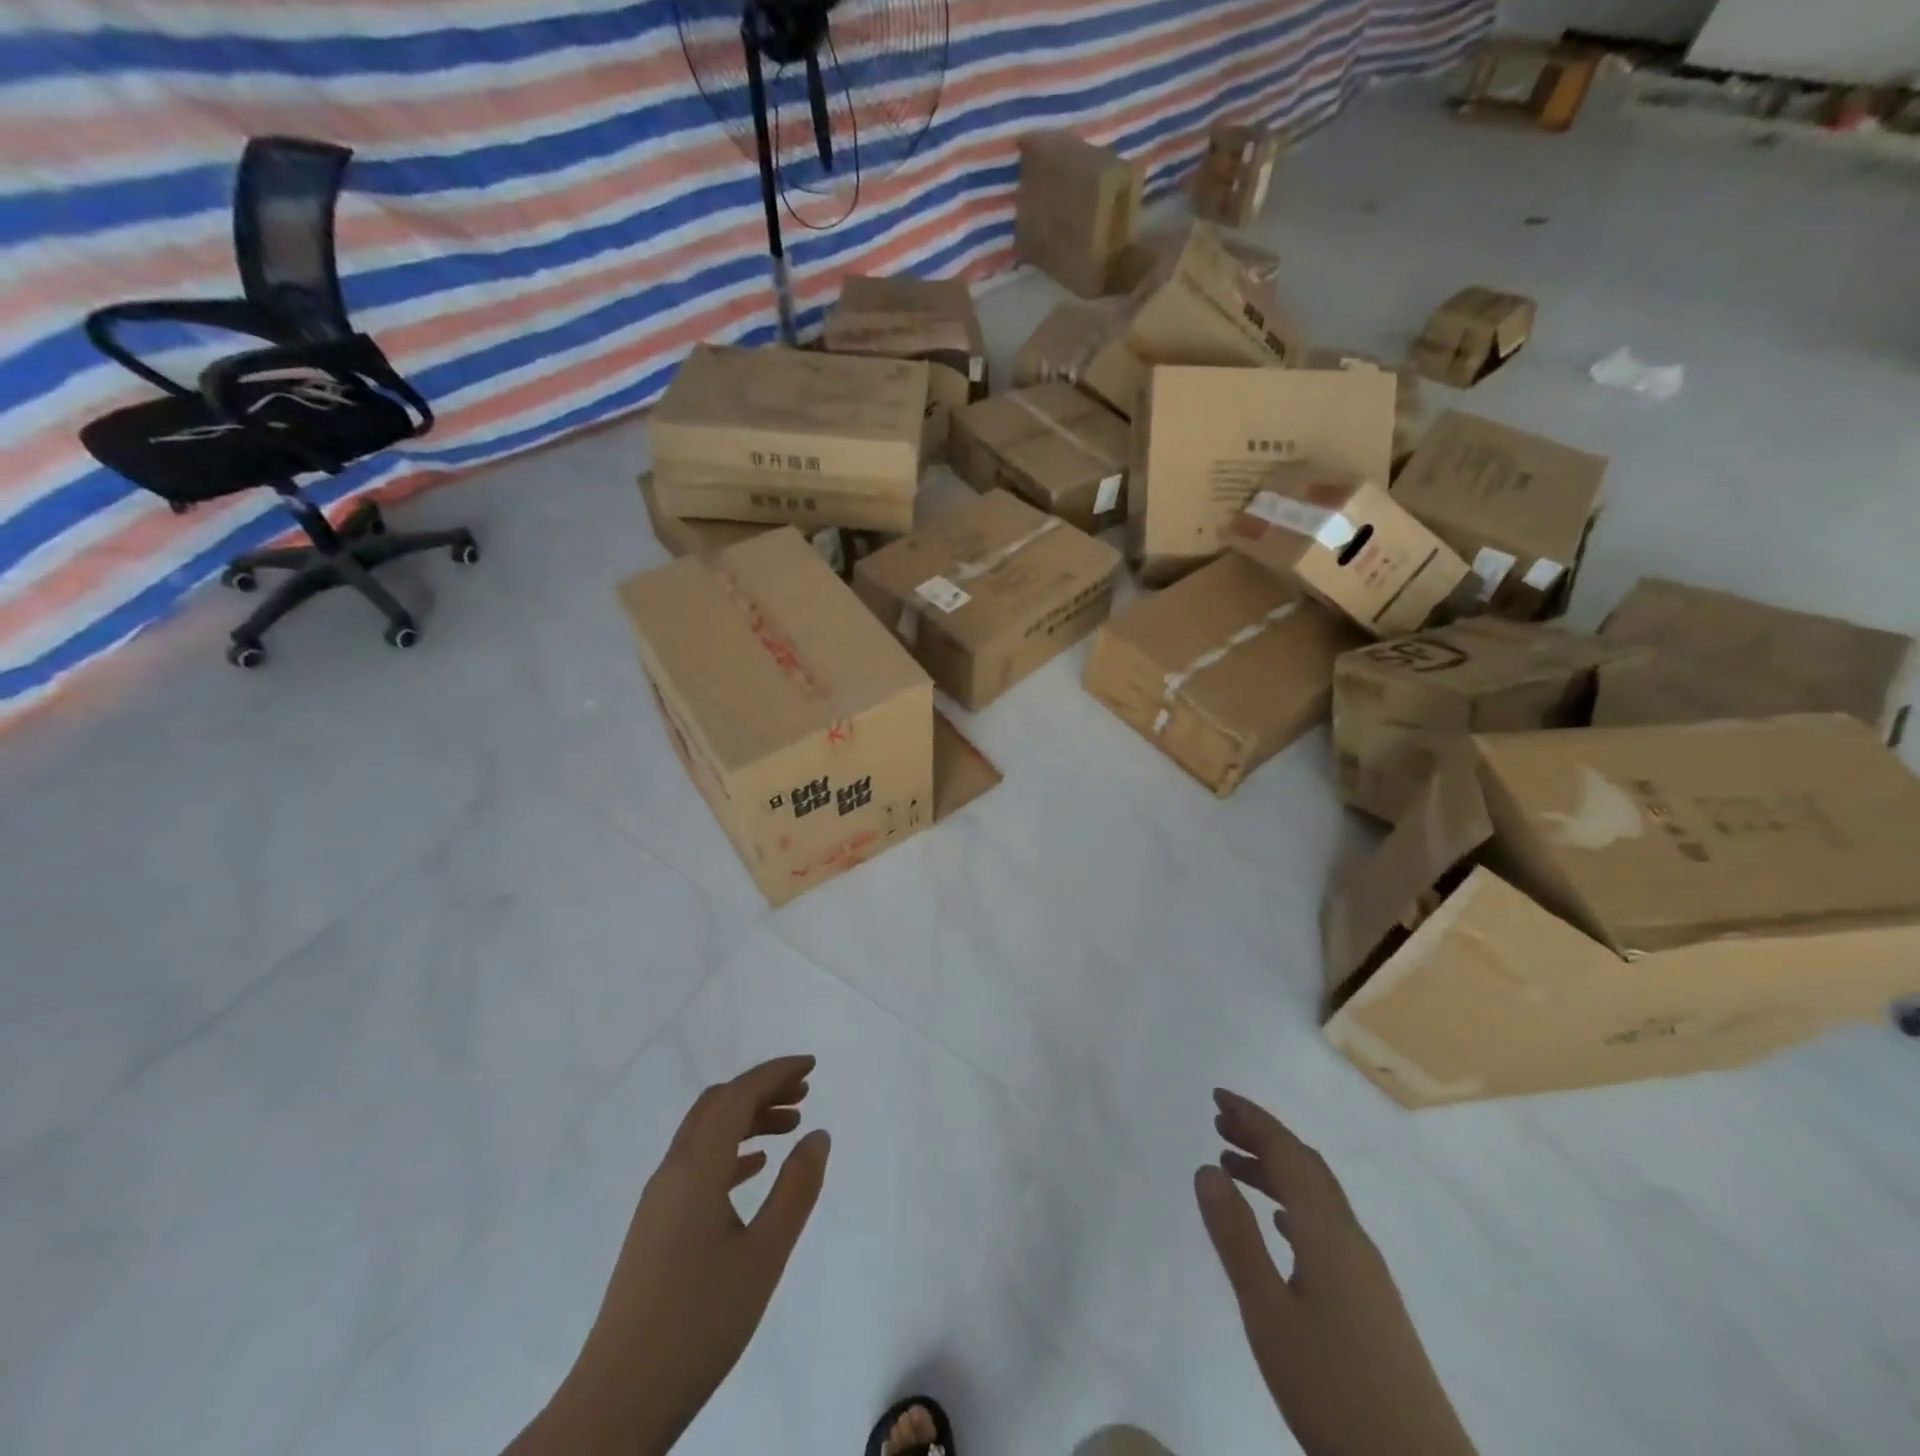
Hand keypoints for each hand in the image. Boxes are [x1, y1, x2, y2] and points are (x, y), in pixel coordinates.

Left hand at [513, 1056, 830, 1455]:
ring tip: (790, 1126)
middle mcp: (673, 1171)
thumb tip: (817, 1135)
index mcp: (696, 1169)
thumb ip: (795, 1189)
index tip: (812, 1065)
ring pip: (706, 1133)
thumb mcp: (763, 1256)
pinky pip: (696, 1164)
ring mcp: (659, 1199)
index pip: (737, 1095)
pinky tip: (754, 1169)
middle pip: (718, 1105)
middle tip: (805, 1092)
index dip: (775, 1073)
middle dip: (761, 1089)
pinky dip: (730, 1150)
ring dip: (747, 1118)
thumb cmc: (699, 1323)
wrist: (618, 1401)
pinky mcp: (656, 1225)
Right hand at [1194, 1090, 1476, 1455]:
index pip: (1287, 1152)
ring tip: (1233, 1169)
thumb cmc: (1334, 1391)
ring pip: (1317, 1197)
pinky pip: (1326, 1227)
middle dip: (1263, 1137)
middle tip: (1219, 1124)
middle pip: (1305, 1166)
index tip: (1217, 1097)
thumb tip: (1206, 1167)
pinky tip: (1281, 1226)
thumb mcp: (1268, 1314)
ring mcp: (1366, 1272)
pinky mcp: (1372, 1302)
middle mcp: (1351, 1239)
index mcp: (1326, 1232)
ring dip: (1276, 1172)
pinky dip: (1295, 1206)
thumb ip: (1236, 1238)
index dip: (1253, 1119)